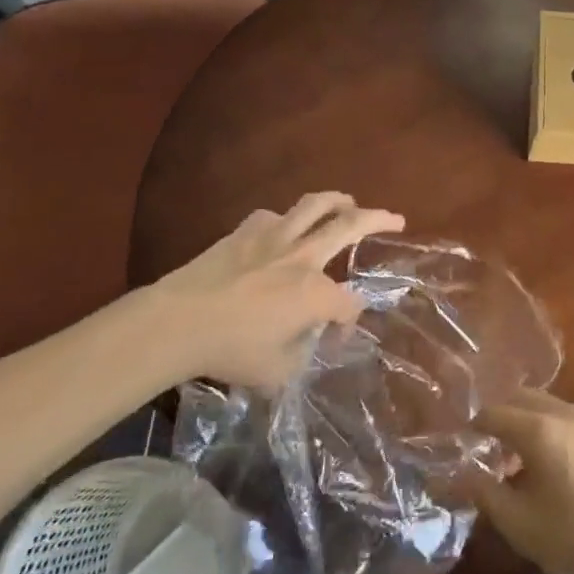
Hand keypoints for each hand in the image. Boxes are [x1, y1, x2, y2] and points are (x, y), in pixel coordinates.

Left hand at [146, 192, 403, 389]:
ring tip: (348, 201)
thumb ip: (302, 357)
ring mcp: (274, 237)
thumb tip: (309, 344)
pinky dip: (286, 218)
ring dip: (338, 200)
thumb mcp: (276, 372)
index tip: (338, 334)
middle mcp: (303, 257)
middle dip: (379, 220)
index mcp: (315, 294)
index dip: (349, 320)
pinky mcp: (245, 231)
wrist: (177, 321)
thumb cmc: (230, 350)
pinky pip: (274, 215)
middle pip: (350, 227)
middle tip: (396, 218)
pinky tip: (284, 226)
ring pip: (315, 205)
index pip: (349, 303)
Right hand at [470, 387, 573, 573]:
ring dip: (532, 422)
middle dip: (503, 415)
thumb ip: (482, 492)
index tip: (465, 440)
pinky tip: (562, 465)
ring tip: (525, 458)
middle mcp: (567, 414)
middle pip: (524, 399)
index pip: (494, 412)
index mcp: (539, 430)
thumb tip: (456, 475)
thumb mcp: (518, 523)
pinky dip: (558, 432)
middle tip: (491, 445)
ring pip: (552, 407)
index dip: (475, 425)